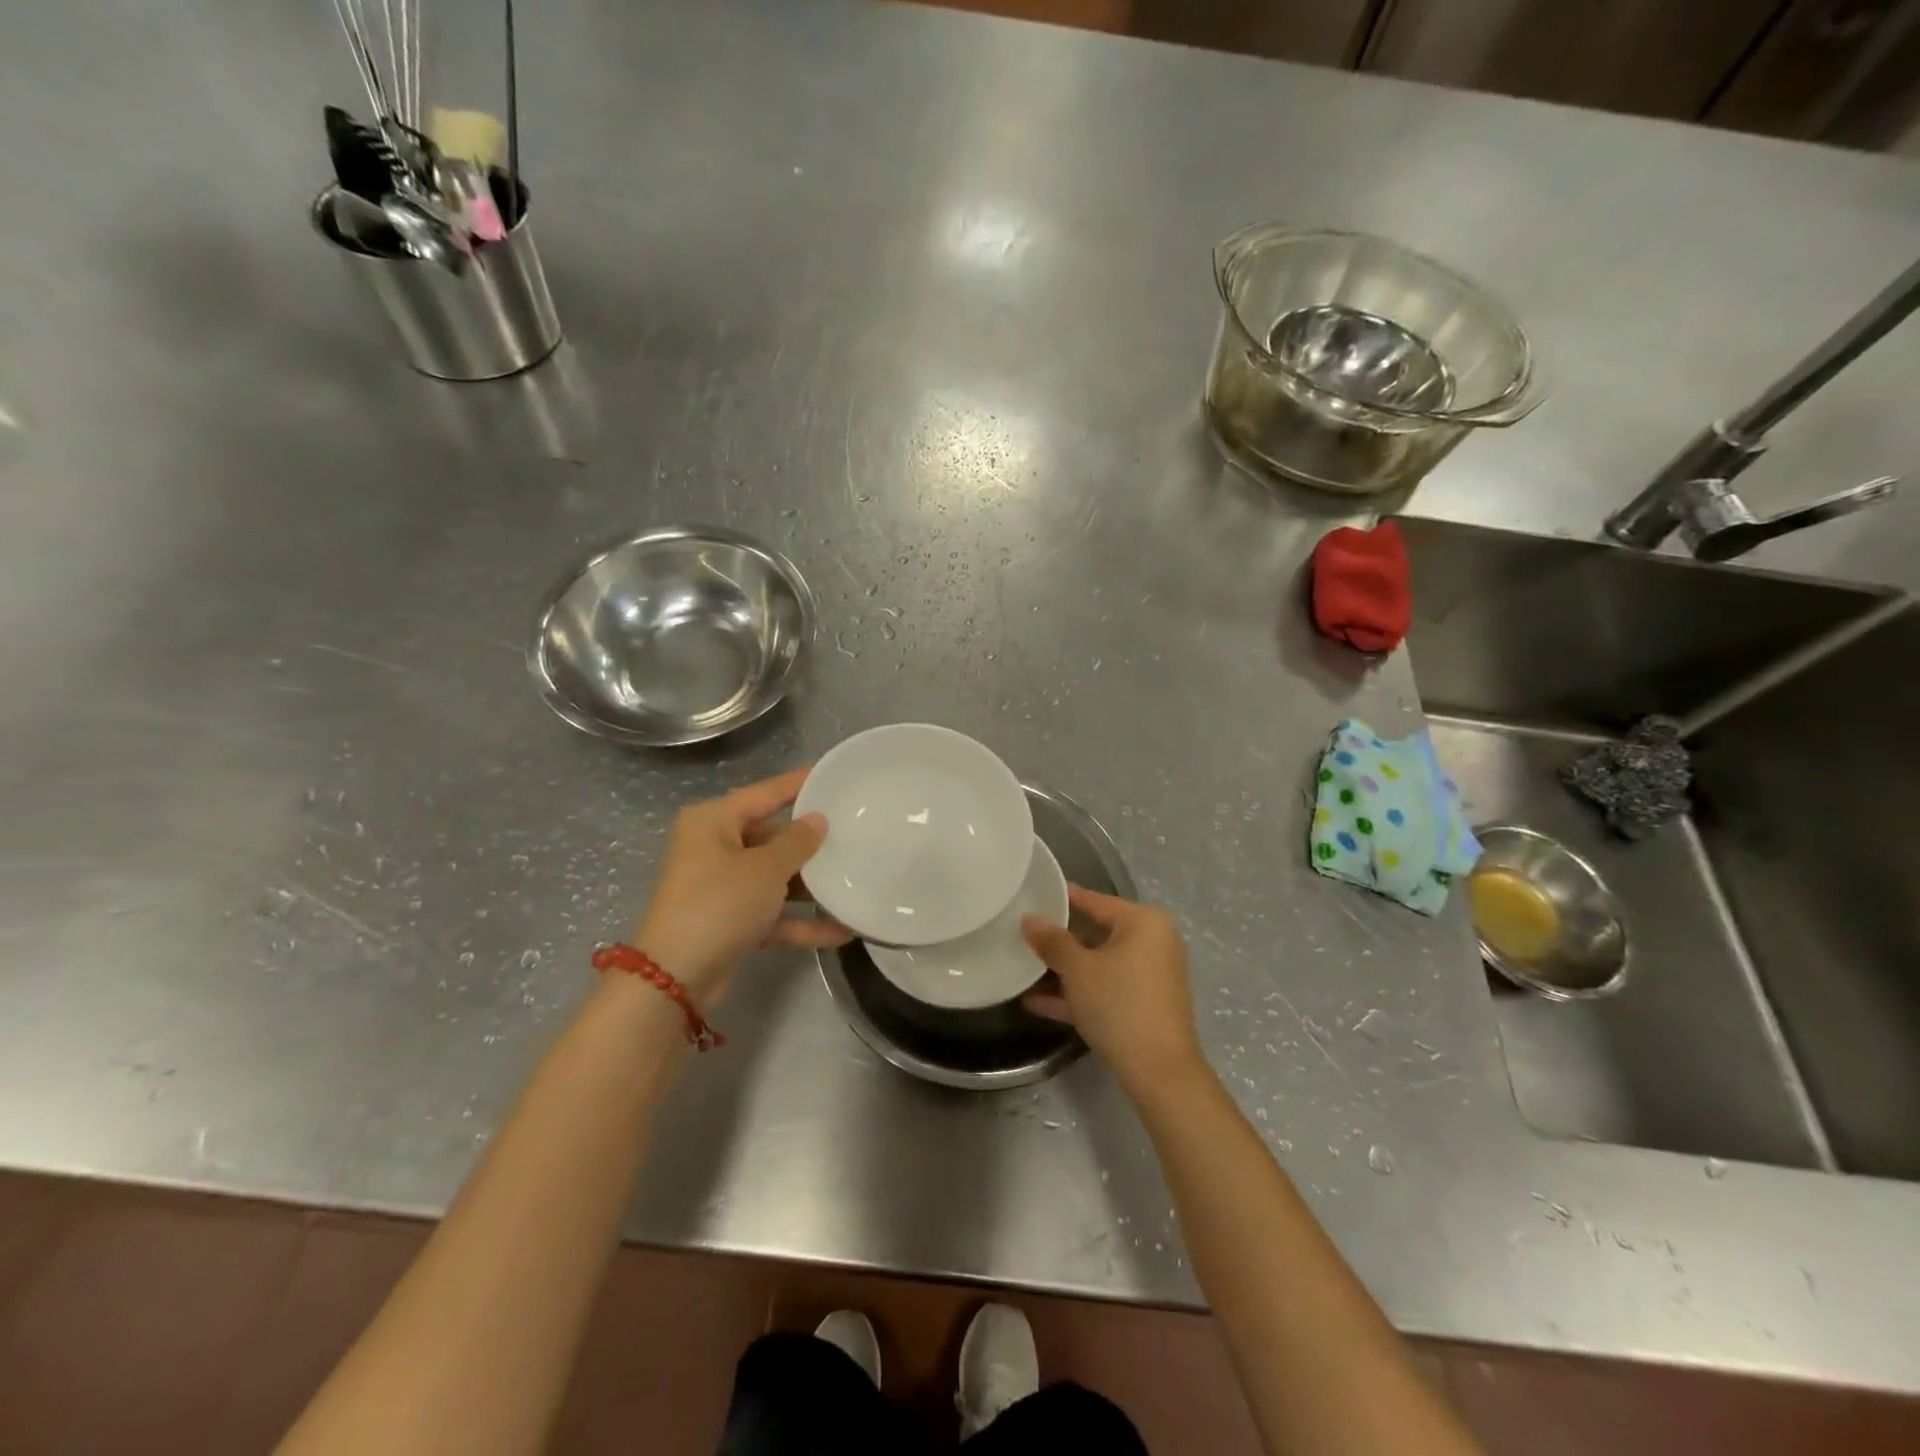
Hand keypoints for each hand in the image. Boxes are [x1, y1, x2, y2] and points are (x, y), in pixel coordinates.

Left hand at [630, 767, 850, 1008]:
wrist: (675, 979)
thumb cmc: (719, 904)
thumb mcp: (765, 868)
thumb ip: (797, 842)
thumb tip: (817, 820)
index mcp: (713, 821)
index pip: (765, 793)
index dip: (799, 783)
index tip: (832, 773)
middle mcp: (714, 848)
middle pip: (771, 835)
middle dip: (810, 841)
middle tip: (854, 829)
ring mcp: (722, 887)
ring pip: (774, 876)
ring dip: (810, 884)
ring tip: (855, 876)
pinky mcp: (730, 922)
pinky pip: (772, 912)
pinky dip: (800, 920)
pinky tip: (842, 929)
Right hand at [1022, 886, 1205, 1094]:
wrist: (1160, 1072)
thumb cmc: (1119, 1005)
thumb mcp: (1078, 970)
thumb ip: (1052, 941)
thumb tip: (1029, 919)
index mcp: (1143, 922)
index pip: (1095, 900)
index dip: (1062, 898)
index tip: (1032, 895)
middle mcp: (1153, 942)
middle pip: (1097, 932)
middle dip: (1060, 940)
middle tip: (1023, 934)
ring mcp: (1151, 976)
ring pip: (1100, 964)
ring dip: (1064, 971)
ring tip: (1024, 968)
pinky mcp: (1145, 1005)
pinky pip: (1106, 988)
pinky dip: (1079, 993)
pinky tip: (1037, 1003)